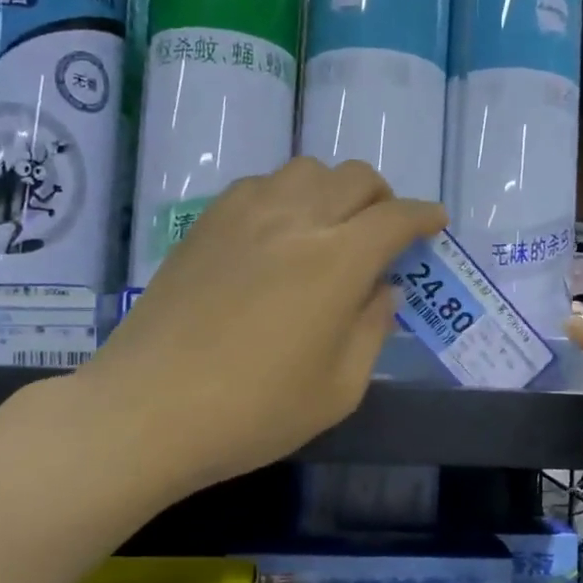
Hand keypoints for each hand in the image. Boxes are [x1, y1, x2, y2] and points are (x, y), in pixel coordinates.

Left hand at [78, 158, 445, 505]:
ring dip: (333, 190)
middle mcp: (295, 220)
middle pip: (354, 177)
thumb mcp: (339, 389)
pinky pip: (260, 184)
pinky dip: (286, 195)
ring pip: (305, 170)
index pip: (395, 217)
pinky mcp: (206, 223)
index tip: (435, 223)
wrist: (148, 410)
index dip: (423, 216)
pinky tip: (278, 232)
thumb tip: (382, 289)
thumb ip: (372, 330)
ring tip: (330, 228)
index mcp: (337, 261)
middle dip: (383, 198)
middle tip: (384, 232)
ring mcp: (244, 215)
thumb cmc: (254, 412)